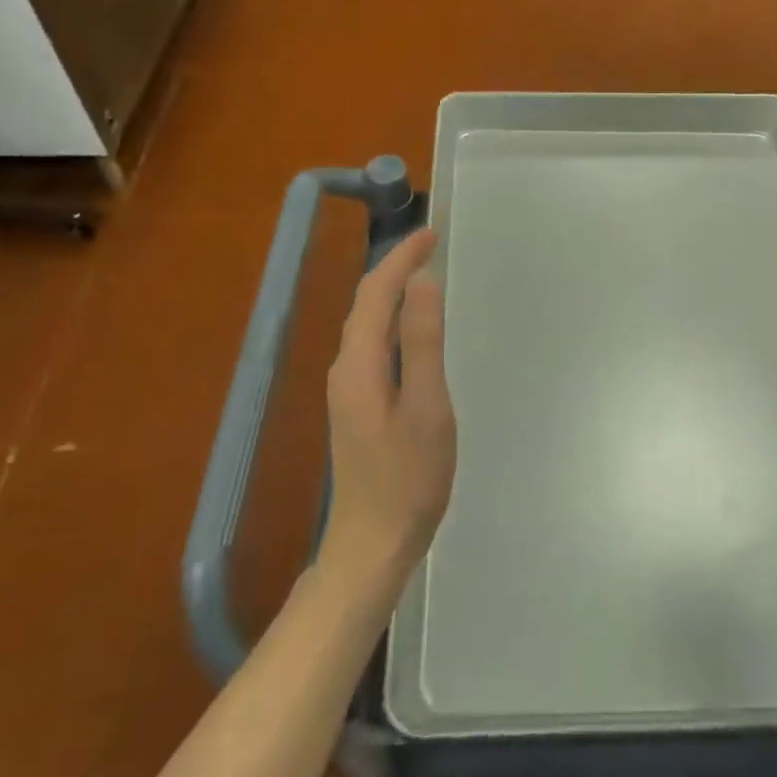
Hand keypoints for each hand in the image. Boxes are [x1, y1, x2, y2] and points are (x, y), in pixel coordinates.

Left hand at [322, 229, 456, 589]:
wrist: (372, 543)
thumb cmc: (408, 478)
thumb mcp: (426, 407)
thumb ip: (422, 342)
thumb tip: (421, 282)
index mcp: (358, 364)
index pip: (376, 293)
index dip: (401, 258)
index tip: (431, 233)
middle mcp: (344, 368)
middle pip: (365, 304)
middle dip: (394, 268)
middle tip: (431, 245)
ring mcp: (347, 389)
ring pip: (366, 324)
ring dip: (391, 292)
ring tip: (423, 273)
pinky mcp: (356, 406)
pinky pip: (371, 345)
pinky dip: (390, 320)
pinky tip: (410, 328)